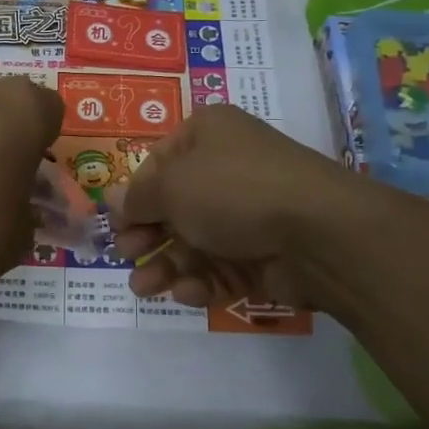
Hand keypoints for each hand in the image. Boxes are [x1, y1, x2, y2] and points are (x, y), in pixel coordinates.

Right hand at [109, 104, 358, 310]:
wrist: (318, 233)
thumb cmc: (233, 191)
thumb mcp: (172, 186)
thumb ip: (137, 197)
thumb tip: (111, 198)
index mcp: (208, 135)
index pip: (158, 163)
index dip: (135, 194)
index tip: (116, 223)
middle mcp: (228, 169)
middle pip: (175, 205)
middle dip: (147, 235)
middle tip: (127, 255)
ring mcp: (248, 213)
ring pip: (195, 241)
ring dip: (166, 265)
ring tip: (143, 290)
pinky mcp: (263, 254)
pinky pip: (222, 267)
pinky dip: (201, 281)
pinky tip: (187, 293)